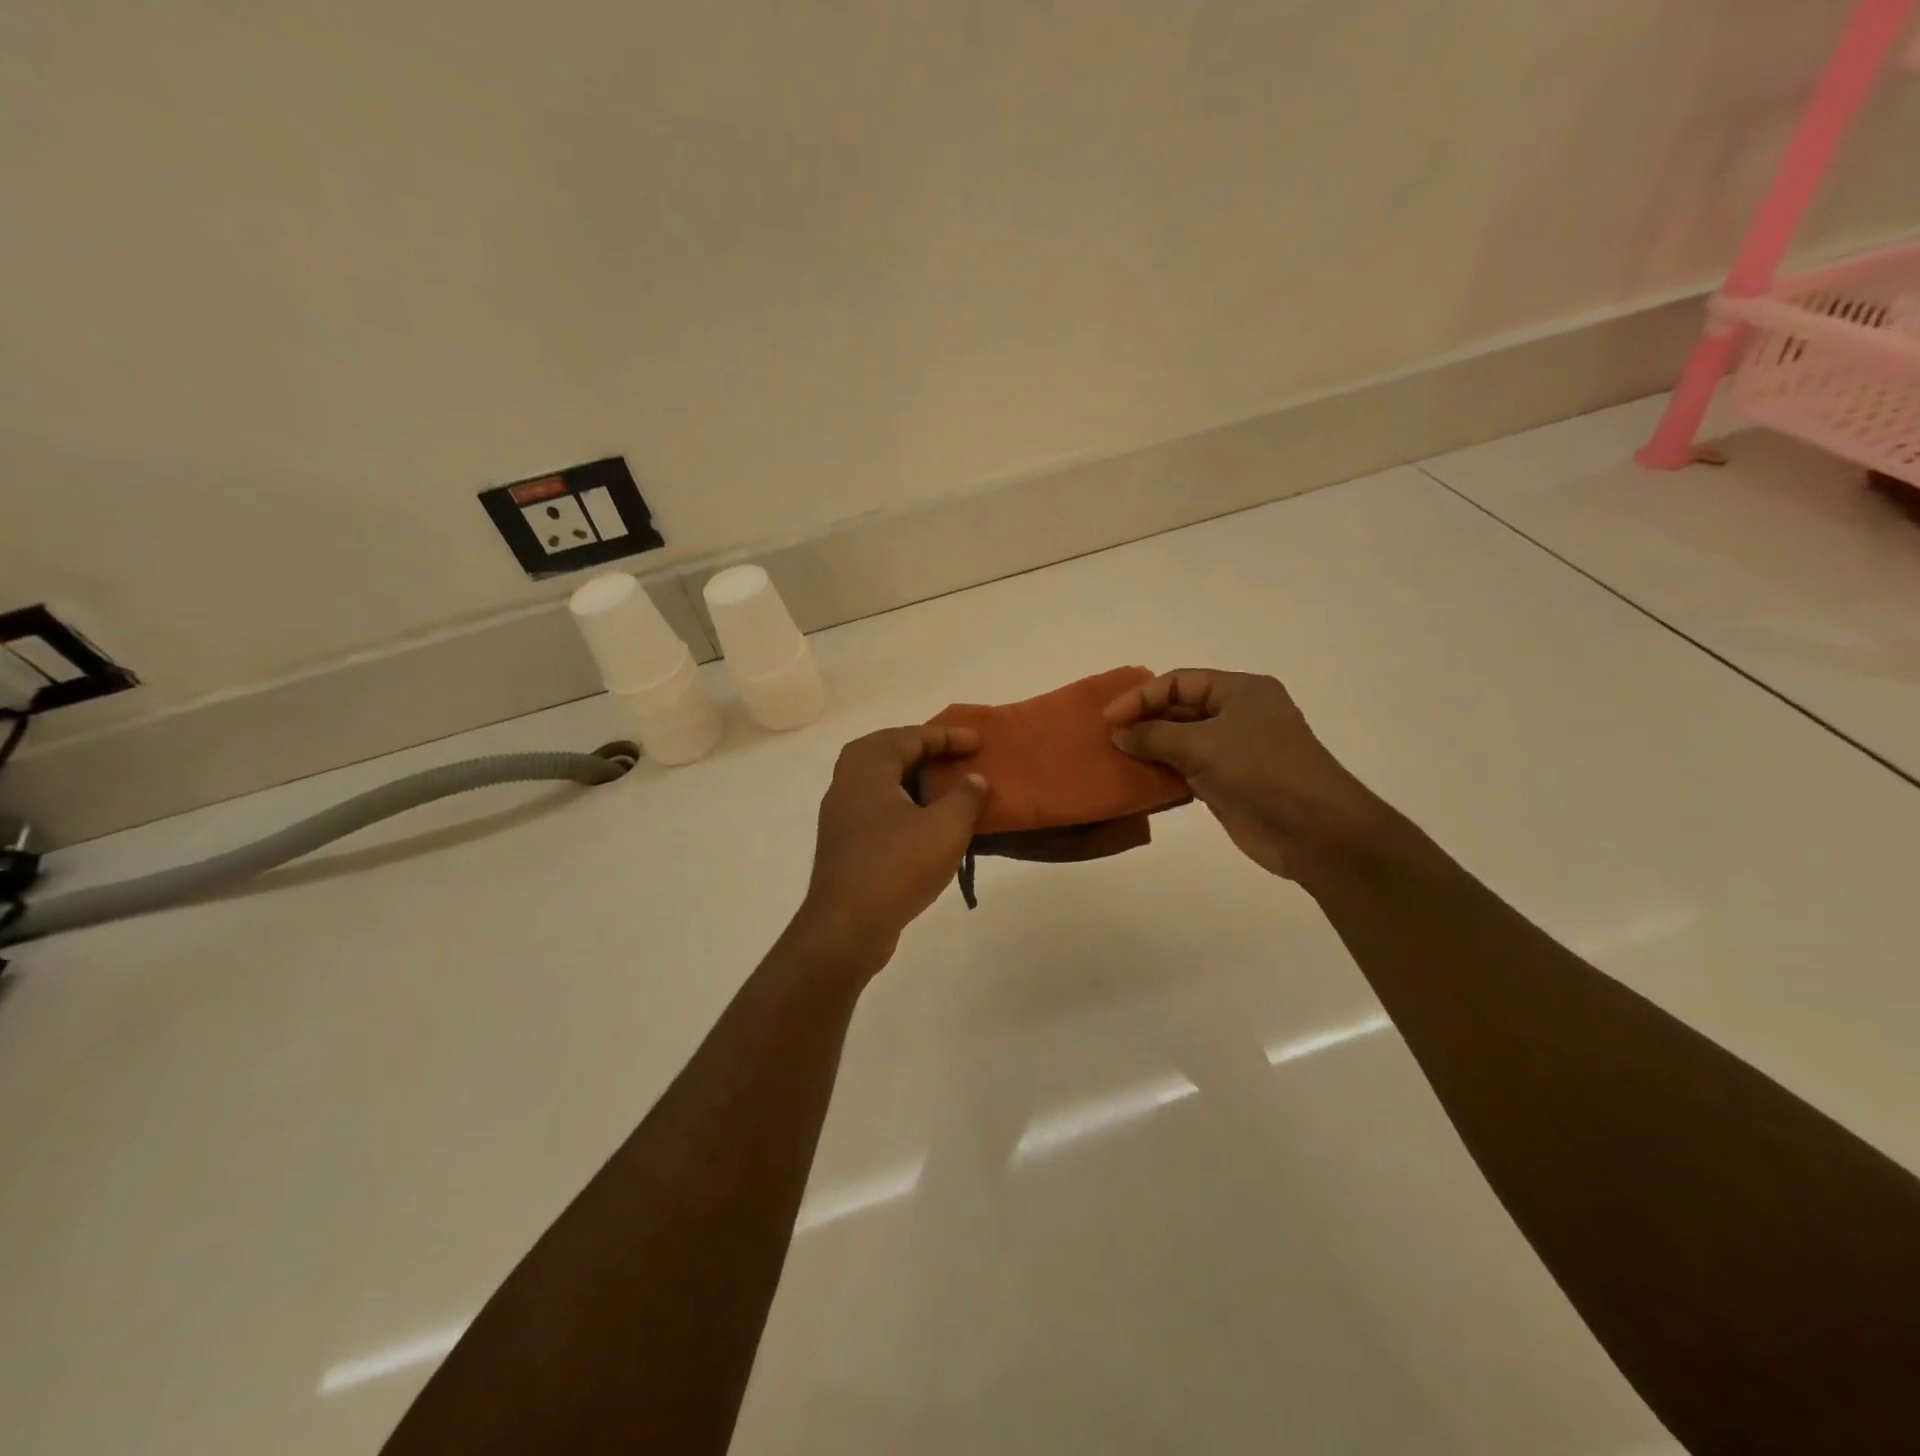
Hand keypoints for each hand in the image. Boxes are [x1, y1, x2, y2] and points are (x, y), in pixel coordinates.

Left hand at [794, 725, 987, 971]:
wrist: (847, 927)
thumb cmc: (897, 865)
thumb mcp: (945, 827)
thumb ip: (965, 797)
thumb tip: (974, 779)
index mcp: (868, 766)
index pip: (911, 736)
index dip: (948, 736)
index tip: (978, 742)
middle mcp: (847, 782)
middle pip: (888, 752)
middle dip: (924, 750)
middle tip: (956, 756)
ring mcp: (841, 815)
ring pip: (881, 782)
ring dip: (914, 780)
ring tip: (946, 788)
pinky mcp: (845, 844)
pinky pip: (878, 809)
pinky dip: (904, 806)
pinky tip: (927, 825)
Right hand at [1104, 669, 1391, 883]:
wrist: (1313, 829)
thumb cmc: (1261, 770)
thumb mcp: (1202, 745)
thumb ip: (1155, 736)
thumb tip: (1119, 733)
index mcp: (1240, 691)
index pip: (1180, 682)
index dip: (1142, 696)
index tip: (1110, 719)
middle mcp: (1237, 715)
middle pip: (1179, 709)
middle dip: (1144, 722)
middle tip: (1108, 738)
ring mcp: (1233, 752)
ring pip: (1180, 742)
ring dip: (1149, 750)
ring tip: (1115, 759)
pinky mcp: (1227, 784)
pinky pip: (1186, 771)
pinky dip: (1162, 775)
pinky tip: (1137, 782)